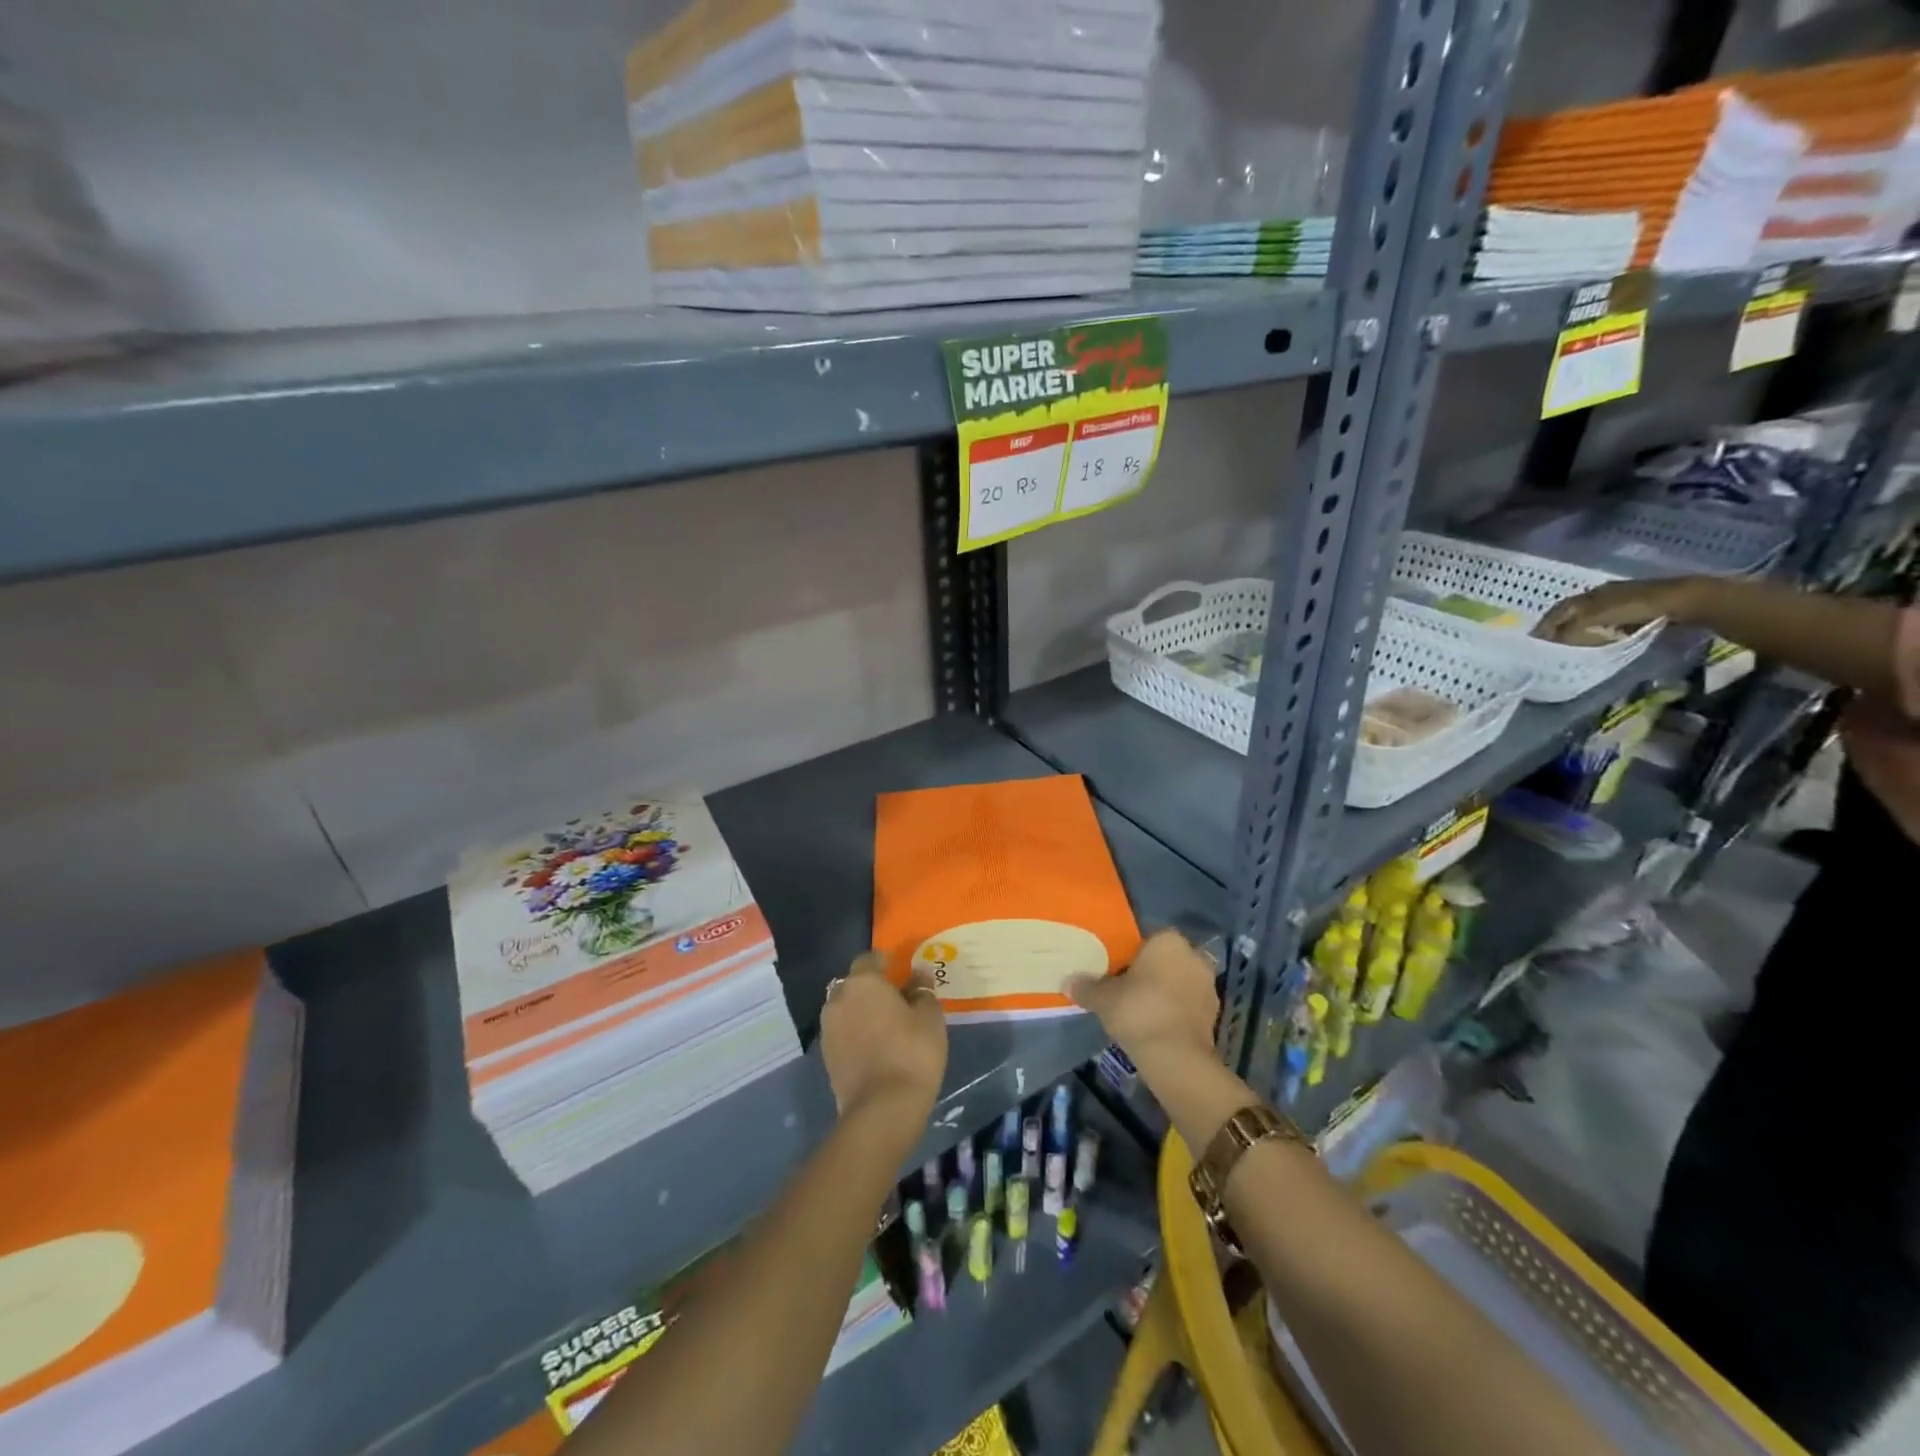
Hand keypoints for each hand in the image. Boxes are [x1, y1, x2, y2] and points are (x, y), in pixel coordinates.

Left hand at [820, 953, 946, 1125]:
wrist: (882, 1109)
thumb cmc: (912, 1052)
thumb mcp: (929, 1017)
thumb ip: (922, 991)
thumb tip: (918, 975)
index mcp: (862, 982)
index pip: (869, 959)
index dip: (884, 962)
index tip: (899, 969)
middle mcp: (838, 999)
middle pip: (854, 984)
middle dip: (871, 988)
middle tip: (895, 999)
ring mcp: (828, 1029)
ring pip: (846, 1009)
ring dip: (861, 1012)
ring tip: (885, 1025)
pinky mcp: (825, 1056)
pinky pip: (842, 1033)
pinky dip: (855, 1034)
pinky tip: (875, 1046)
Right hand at [1068, 928, 1219, 1073]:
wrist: (1176, 1056)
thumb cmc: (1138, 1011)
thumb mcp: (1103, 998)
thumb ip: (1086, 987)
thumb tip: (1069, 982)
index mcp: (1168, 941)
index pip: (1146, 939)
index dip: (1129, 954)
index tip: (1115, 970)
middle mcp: (1193, 955)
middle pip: (1165, 959)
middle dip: (1150, 971)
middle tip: (1126, 989)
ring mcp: (1208, 984)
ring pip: (1179, 980)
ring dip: (1164, 991)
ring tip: (1141, 1009)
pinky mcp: (1215, 1012)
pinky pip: (1188, 1003)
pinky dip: (1175, 1010)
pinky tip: (1157, 1024)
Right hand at [1533, 576, 1702, 642]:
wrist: (1682, 600)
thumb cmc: (1634, 608)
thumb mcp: (1595, 619)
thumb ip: (1568, 631)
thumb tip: (1545, 642)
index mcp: (1584, 596)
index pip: (1556, 612)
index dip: (1544, 627)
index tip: (1534, 643)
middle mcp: (1596, 594)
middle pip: (1570, 612)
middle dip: (1558, 627)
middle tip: (1548, 645)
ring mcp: (1618, 598)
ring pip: (1588, 615)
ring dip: (1577, 628)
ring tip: (1570, 644)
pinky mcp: (1635, 606)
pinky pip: (1606, 619)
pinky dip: (1597, 629)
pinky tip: (1598, 638)